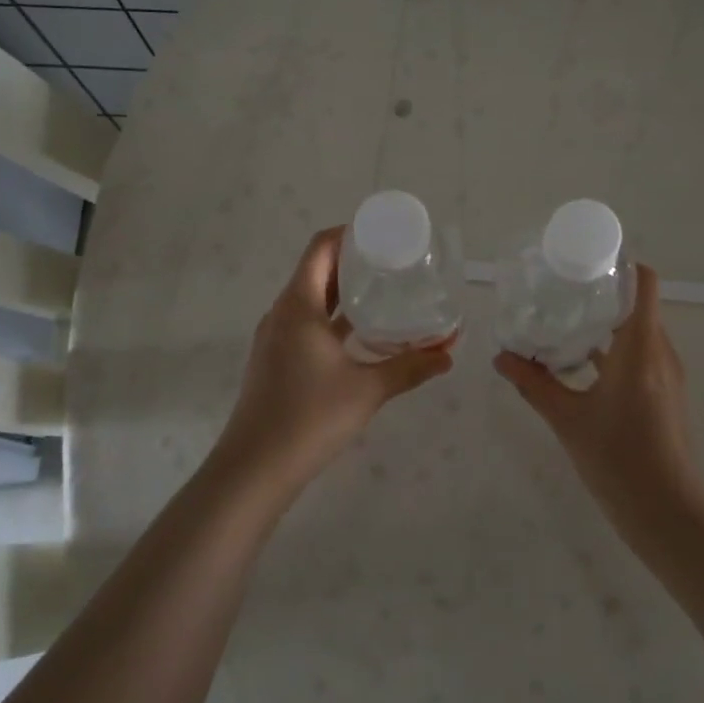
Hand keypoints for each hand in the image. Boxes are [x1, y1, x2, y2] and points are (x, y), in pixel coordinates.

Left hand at [214, 227, 453, 497]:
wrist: (255, 468)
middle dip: (353, 262)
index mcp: (298, 305)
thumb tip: (449, 355)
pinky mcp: (276, 360)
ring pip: (311, 299)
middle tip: (393, 262)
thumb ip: (410, 367)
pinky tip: (361, 334)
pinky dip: (333, 318)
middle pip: (316, 270)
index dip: (349, 234)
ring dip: (343, 291)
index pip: (320, 248)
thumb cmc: (310, 417)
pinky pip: (306, 323)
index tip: (383, 234)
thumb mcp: (368, 389)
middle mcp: (282, 313)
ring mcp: (275, 338)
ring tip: (383, 291)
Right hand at [494, 267, 703, 541]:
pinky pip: (641, 356)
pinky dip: (615, 351)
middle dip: (602, 294)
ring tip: (565, 324)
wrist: (668, 512)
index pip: (643, 283)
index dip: (619, 264)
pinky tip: (582, 366)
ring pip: (639, 332)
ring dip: (607, 324)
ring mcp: (667, 375)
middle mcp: (660, 352)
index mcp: (640, 347)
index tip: (585, 263)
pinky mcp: (665, 394)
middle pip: (638, 305)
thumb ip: (534, 384)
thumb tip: (500, 357)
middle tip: (561, 291)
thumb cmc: (618, 459)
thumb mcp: (567, 419)